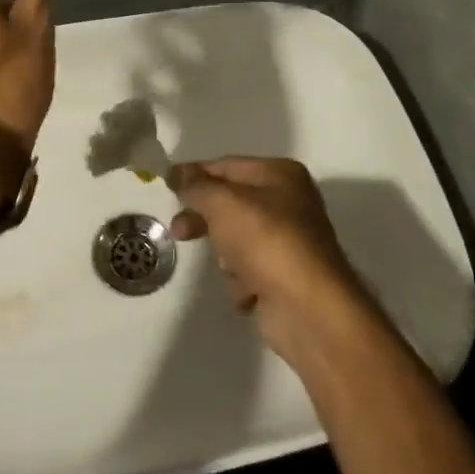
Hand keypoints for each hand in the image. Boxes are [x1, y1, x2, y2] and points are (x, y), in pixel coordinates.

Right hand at [168, 158, 378, 364]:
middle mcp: (288, 203)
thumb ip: (196, 185)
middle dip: (204, 219)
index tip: (166, 185)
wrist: (308, 308)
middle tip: (179, 231)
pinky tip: (250, 289)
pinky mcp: (284, 276)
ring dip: (226, 255)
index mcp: (281, 175)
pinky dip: (243, 280)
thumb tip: (177, 172)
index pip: (227, 166)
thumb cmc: (266, 241)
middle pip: (230, 204)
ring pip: (236, 239)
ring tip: (235, 268)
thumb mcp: (223, 203)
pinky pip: (249, 270)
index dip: (195, 175)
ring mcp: (287, 241)